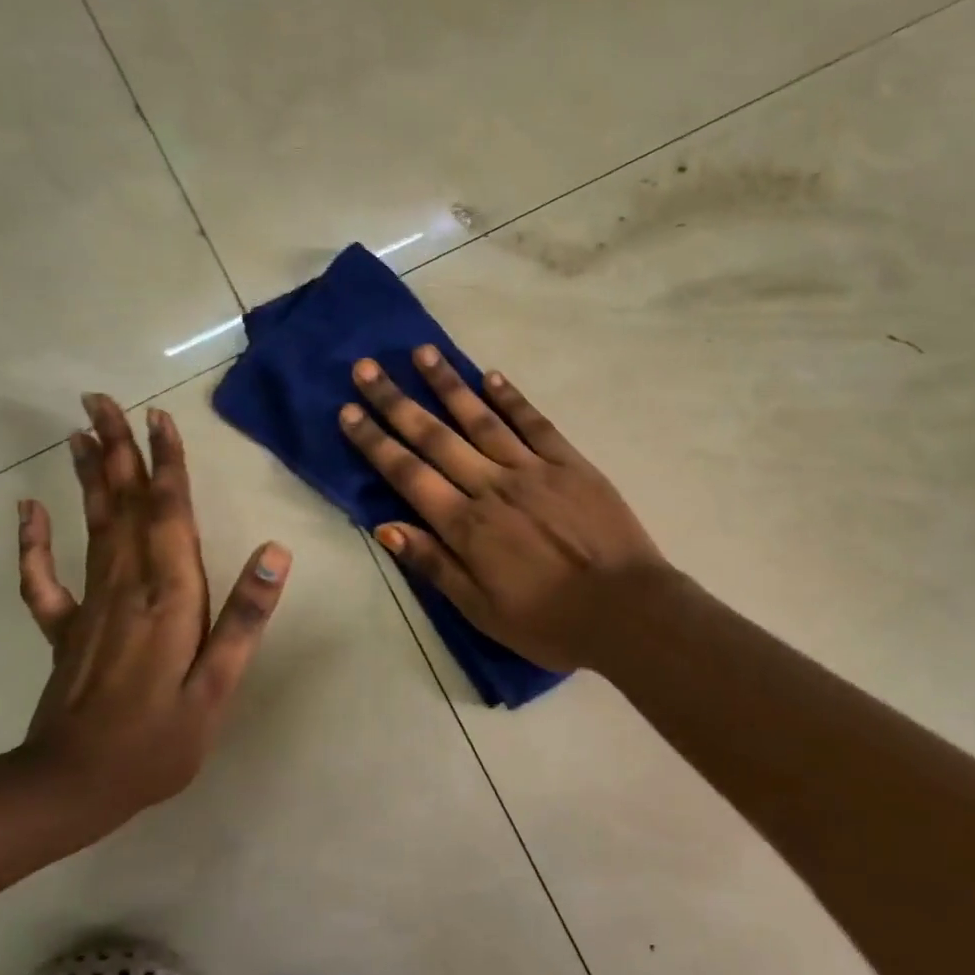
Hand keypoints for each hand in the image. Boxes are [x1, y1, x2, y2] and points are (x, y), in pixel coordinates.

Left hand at [13, 394, 289, 838]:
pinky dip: (34, 540)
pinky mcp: (66, 628)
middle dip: (116, 449)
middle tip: (101, 399)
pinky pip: (44, 577)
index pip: (169, 513)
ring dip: (87, 476)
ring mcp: (90, 604)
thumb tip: (276, 552)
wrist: (71, 790)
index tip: (158, 417)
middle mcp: (127, 585)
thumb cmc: (157, 741)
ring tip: (77, 432)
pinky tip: (29, 509)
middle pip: (125, 504)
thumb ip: (244, 617)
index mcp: (168, 595)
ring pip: (92, 526)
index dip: (166, 463)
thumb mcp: (216, 686)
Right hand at [339, 348, 668, 671]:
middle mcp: (491, 486)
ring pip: (481, 419)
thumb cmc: (549, 621)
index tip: (348, 411)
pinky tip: (490, 376)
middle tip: (367, 368)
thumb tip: (385, 527)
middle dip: (397, 401)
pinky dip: (511, 398)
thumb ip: (434, 565)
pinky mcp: (570, 462)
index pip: (408, 474)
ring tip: (422, 353)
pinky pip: (534, 423)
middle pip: (435, 436)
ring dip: (448, 385)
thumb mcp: (481, 610)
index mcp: (466, 525)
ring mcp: (532, 469)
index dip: (375, 442)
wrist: (626, 610)